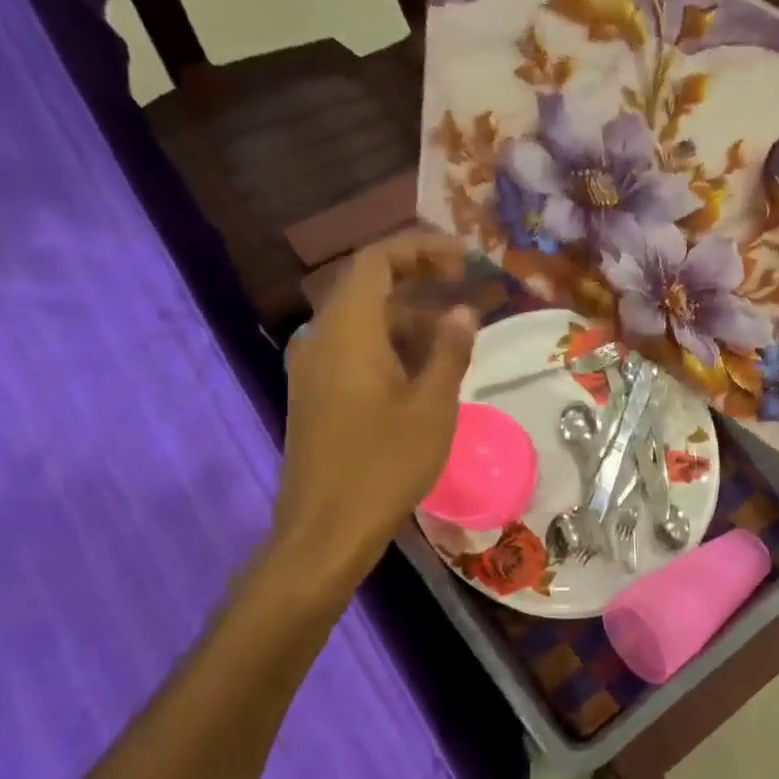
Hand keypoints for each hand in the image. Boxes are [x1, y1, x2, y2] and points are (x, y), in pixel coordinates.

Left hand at [264, 233, 477, 596]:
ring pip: (362, 320)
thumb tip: (462, 311)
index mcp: (347, 330)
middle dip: (417, 277)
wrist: (325, 529)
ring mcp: (314, 367)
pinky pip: (354, 348)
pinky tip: (425, 367)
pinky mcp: (316, 393)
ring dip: (408, 314)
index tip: (463, 257)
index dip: (420, 248)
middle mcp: (322, 337)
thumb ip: (449, 350)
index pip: (377, 260)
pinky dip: (390, 343)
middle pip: (367, 284)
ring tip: (456, 330)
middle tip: (464, 283)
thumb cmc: (384, 464)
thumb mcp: (432, 405)